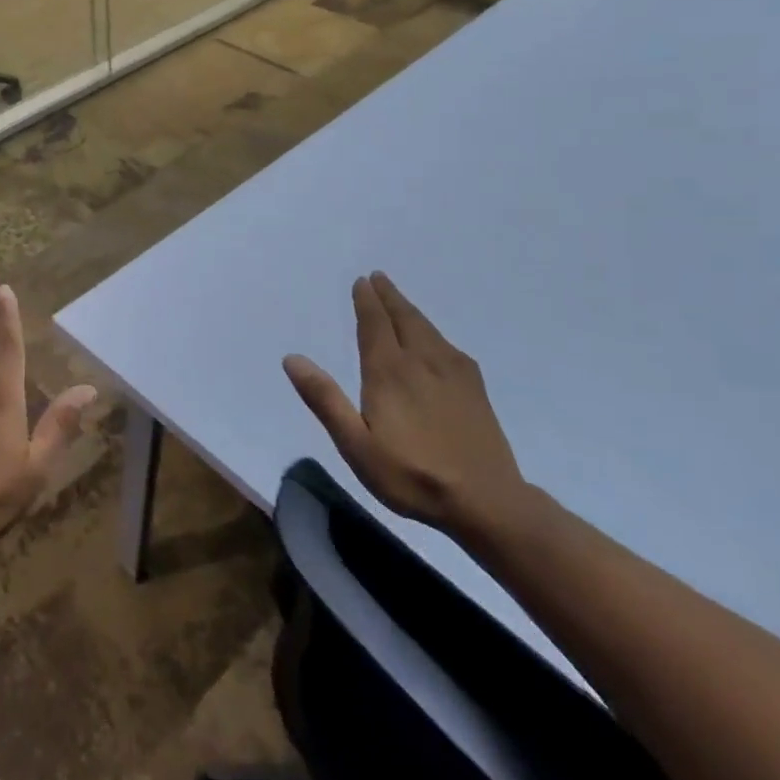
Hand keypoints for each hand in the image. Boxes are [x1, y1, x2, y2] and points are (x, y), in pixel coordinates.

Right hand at [283, 272, 529, 539]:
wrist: (487, 501)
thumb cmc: (412, 475)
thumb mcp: (356, 444)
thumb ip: (325, 399)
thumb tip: (292, 358)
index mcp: (389, 371)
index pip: (375, 324)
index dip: (367, 301)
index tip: (362, 281)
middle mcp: (422, 361)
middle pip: (403, 318)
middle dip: (389, 296)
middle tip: (379, 277)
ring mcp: (453, 373)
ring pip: (428, 329)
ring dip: (410, 309)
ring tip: (399, 300)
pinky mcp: (475, 389)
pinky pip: (448, 345)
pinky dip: (433, 331)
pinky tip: (435, 340)